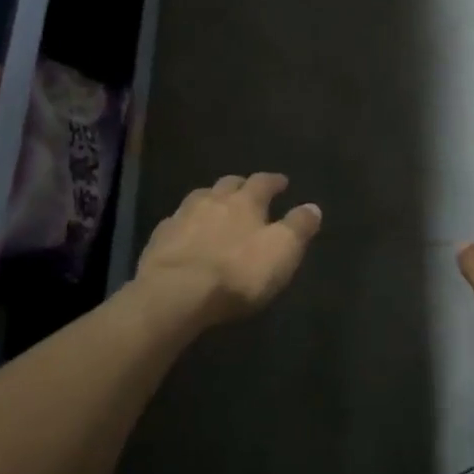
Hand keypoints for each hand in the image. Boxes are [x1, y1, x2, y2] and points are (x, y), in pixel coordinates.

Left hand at [135, 173, 322, 325]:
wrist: (176, 292)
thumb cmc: (237, 272)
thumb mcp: (282, 251)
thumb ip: (299, 227)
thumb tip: (313, 207)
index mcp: (245, 201)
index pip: (263, 182)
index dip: (274, 181)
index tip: (282, 182)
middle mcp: (213, 200)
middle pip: (228, 184)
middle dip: (240, 185)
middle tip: (248, 191)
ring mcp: (182, 216)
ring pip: (200, 198)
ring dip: (211, 200)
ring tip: (217, 207)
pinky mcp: (160, 238)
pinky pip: (177, 222)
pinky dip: (187, 223)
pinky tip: (187, 233)